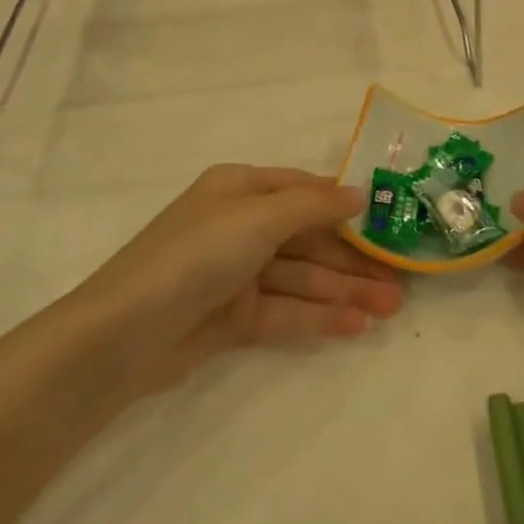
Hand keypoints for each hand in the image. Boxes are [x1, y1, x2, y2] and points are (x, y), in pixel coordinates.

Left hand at [71, 164, 403, 394]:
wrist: (123, 334)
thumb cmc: (196, 254)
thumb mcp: (258, 217)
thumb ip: (313, 206)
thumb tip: (358, 194)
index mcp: (241, 189)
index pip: (304, 191)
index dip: (345, 206)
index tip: (388, 220)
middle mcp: (240, 226)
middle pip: (308, 239)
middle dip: (352, 258)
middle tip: (400, 279)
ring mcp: (236, 274)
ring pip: (301, 278)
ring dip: (344, 291)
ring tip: (390, 308)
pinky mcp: (232, 318)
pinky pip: (284, 311)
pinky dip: (318, 317)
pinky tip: (355, 326)